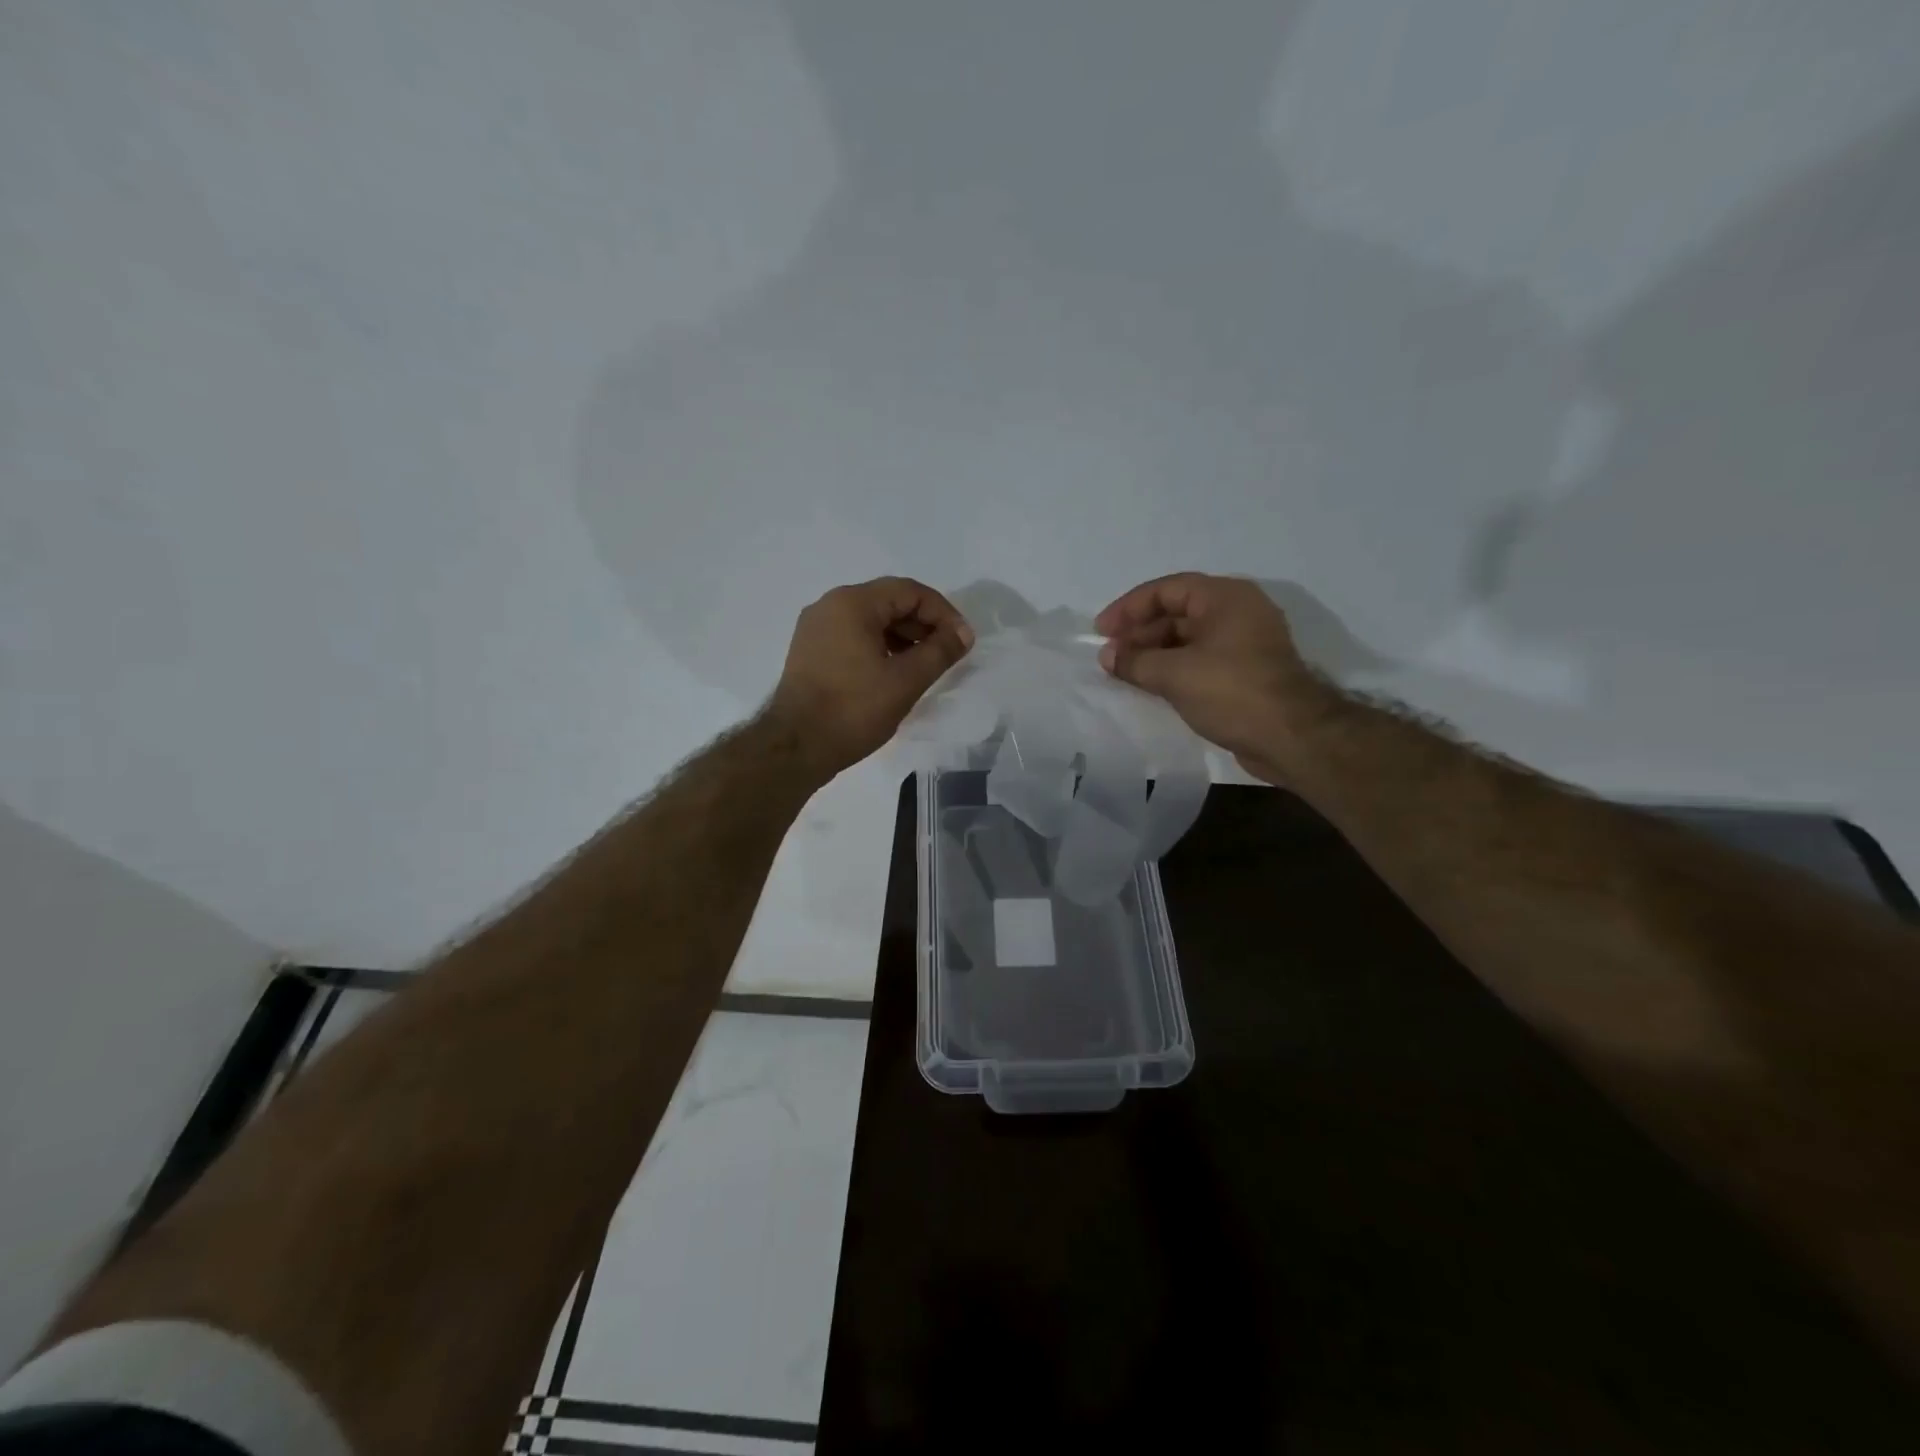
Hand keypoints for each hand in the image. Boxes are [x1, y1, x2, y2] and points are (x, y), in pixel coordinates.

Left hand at [769, 577, 973, 777]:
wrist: (796, 747)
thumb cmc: (853, 710)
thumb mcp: (906, 680)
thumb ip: (940, 651)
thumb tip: (963, 633)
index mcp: (852, 603)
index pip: (909, 591)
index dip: (943, 613)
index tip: (962, 641)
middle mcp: (830, 606)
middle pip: (889, 602)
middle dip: (923, 625)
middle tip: (946, 654)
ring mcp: (816, 629)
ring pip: (871, 621)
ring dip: (903, 638)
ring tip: (924, 667)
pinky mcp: (810, 651)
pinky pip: (853, 637)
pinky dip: (880, 648)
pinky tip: (894, 674)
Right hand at [1095, 573, 1335, 781]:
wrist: (1292, 737)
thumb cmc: (1232, 692)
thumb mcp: (1174, 674)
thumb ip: (1135, 661)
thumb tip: (1107, 655)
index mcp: (1225, 597)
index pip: (1166, 590)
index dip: (1129, 608)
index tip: (1101, 632)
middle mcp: (1237, 612)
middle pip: (1178, 612)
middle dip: (1140, 632)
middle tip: (1111, 656)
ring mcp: (1245, 642)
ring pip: (1189, 638)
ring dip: (1155, 652)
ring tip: (1125, 673)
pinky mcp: (1246, 671)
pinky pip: (1201, 659)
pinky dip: (1174, 668)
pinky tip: (1151, 685)